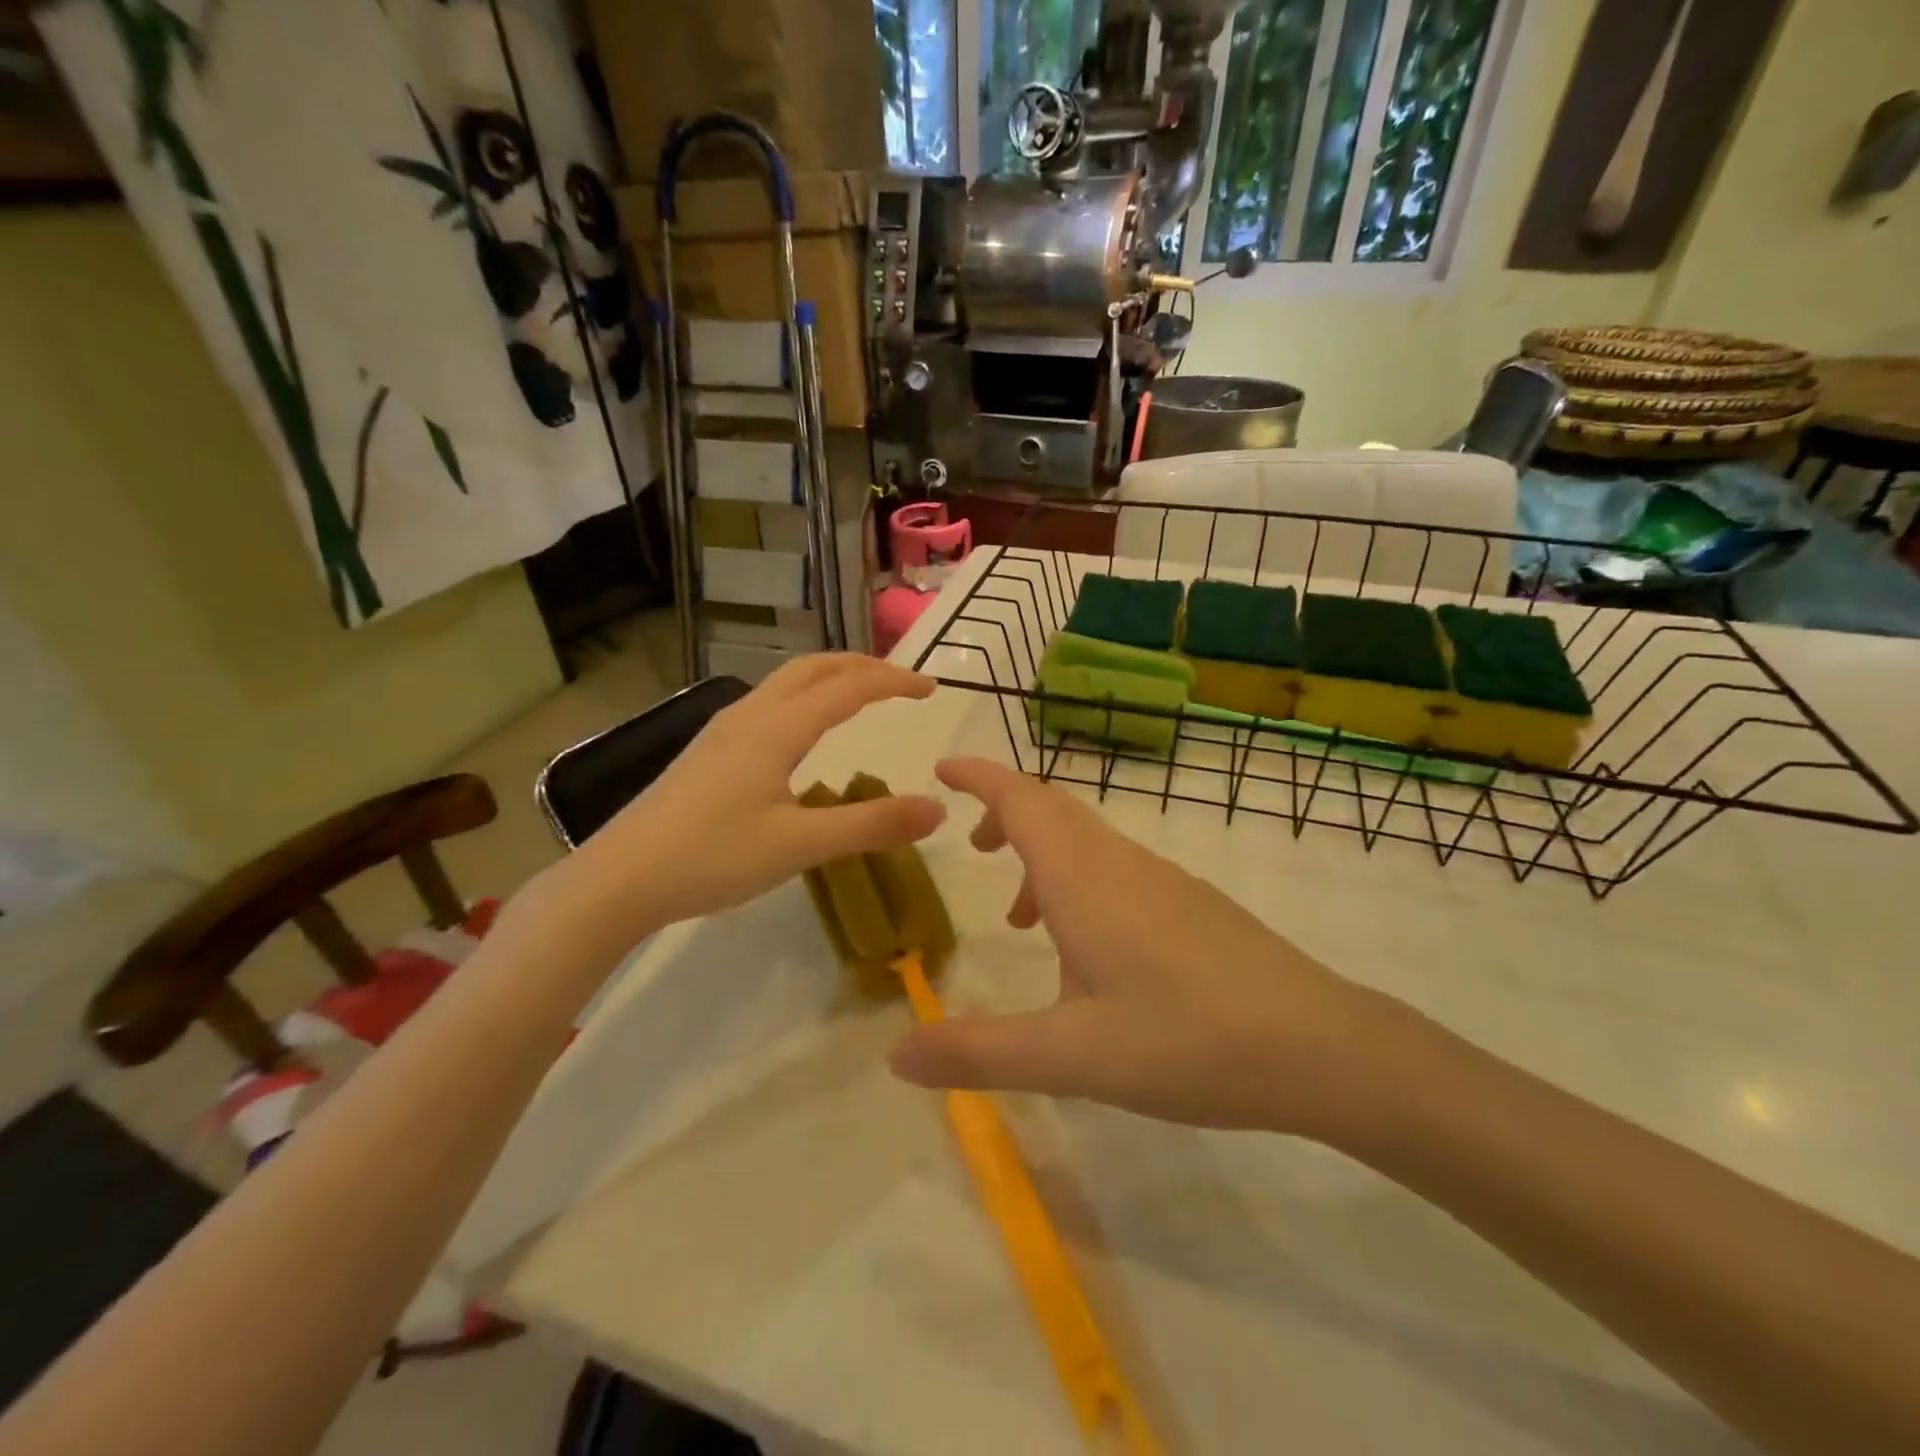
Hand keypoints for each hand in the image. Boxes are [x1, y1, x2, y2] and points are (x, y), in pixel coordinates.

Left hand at [570, 656, 945, 933]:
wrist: (619, 878)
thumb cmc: (712, 857)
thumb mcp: (800, 845)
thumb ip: (871, 825)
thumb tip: (937, 809)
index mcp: (777, 728)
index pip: (848, 687)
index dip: (893, 682)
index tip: (931, 688)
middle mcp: (751, 715)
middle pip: (814, 668)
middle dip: (862, 666)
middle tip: (901, 681)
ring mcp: (724, 730)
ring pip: (787, 682)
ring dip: (831, 677)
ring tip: (861, 694)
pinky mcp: (709, 750)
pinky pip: (769, 702)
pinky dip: (805, 697)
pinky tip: (804, 732)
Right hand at [890, 758, 1379, 1134]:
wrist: (1319, 1046)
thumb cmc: (1186, 1040)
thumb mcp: (1071, 1057)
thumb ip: (980, 1052)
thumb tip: (895, 1054)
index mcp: (1084, 878)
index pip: (1021, 800)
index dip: (980, 777)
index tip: (943, 769)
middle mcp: (1121, 863)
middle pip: (1053, 809)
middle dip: (1005, 812)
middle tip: (971, 845)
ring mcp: (1163, 880)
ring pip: (1086, 840)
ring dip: (1043, 854)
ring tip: (1020, 916)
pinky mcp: (1191, 904)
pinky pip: (1116, 868)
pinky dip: (1079, 882)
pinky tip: (1088, 951)